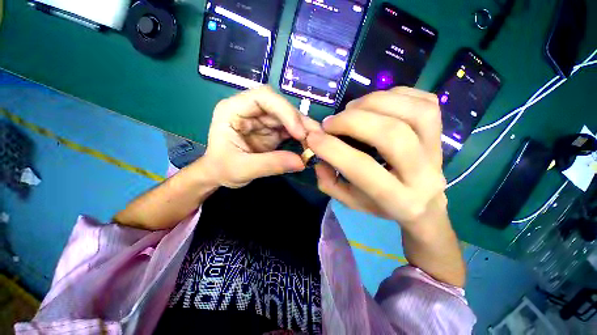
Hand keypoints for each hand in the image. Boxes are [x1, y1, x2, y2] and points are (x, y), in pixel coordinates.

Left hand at [201, 86, 310, 187]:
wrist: (220, 175)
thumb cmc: (223, 169)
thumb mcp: (242, 169)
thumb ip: (271, 164)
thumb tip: (302, 162)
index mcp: (234, 110)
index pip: (263, 97)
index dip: (285, 111)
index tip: (299, 133)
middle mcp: (250, 110)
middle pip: (280, 106)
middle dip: (299, 122)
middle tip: (316, 139)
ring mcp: (262, 120)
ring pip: (288, 117)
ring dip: (304, 129)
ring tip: (317, 143)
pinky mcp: (271, 131)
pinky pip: (290, 130)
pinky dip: (301, 137)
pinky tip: (309, 145)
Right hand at [306, 87, 446, 229]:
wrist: (425, 204)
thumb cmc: (382, 205)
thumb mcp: (350, 201)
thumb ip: (330, 182)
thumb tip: (318, 154)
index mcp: (398, 200)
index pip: (362, 168)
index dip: (333, 149)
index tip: (312, 138)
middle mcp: (424, 174)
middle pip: (391, 135)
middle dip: (352, 122)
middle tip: (330, 122)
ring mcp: (438, 149)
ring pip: (414, 112)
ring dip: (373, 103)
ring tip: (351, 109)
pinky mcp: (443, 132)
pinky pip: (424, 101)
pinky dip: (394, 95)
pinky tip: (375, 104)